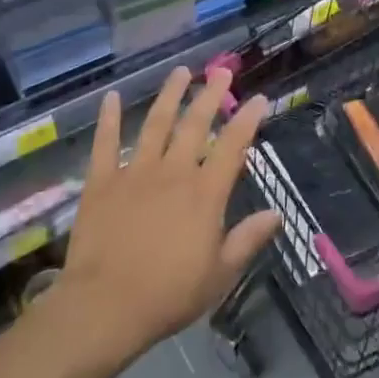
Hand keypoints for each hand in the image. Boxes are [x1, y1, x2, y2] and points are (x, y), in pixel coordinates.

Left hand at [50, 67, 278, 374]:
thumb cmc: (168, 295)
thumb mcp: (219, 275)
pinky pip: (105, 143)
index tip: (258, 98)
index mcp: (204, 193)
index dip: (247, 120)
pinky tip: (111, 97)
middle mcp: (173, 172)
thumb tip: (276, 213)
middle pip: (195, 124)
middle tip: (222, 70)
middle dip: (210, 94)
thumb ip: (247, 239)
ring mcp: (135, 172)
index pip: (232, 146)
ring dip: (169, 95)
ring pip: (156, 123)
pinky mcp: (102, 181)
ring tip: (180, 72)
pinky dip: (109, 118)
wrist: (105, 306)